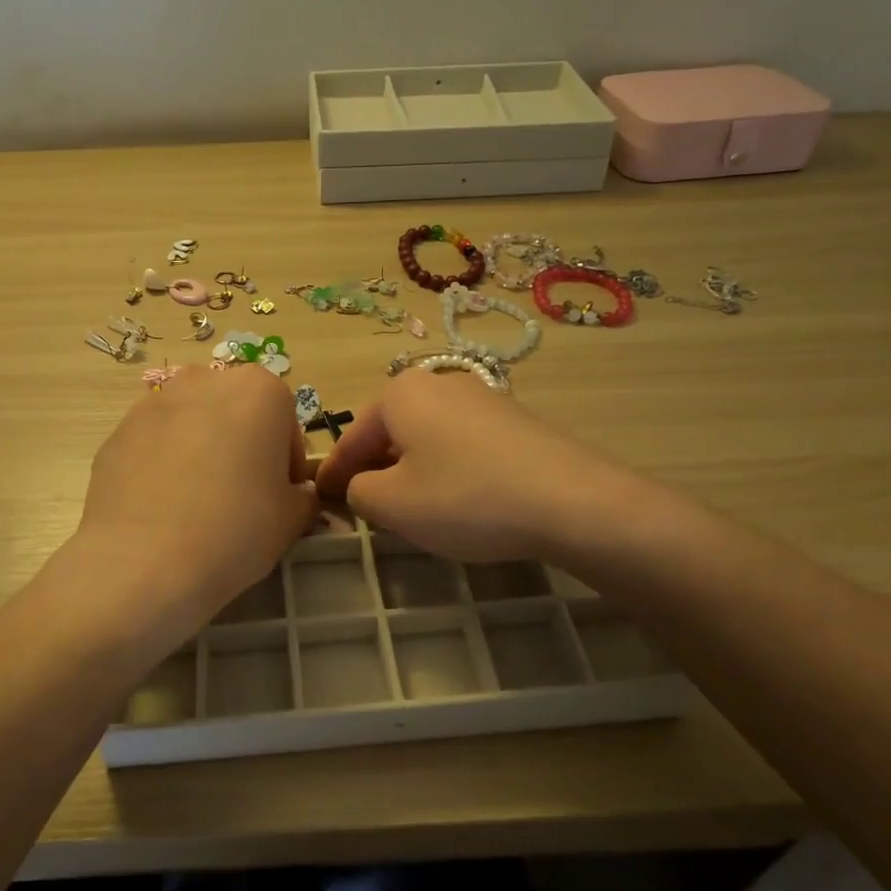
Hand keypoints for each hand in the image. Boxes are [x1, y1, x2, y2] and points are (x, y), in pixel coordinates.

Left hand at [73, 364, 316, 652]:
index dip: (287, 463)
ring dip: (201, 450)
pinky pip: (155, 443)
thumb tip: (294, 495)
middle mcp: (206, 380)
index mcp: (260, 390)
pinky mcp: (118, 430)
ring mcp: (155, 401)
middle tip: (240, 496)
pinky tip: (162, 507)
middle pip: (237, 412)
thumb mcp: (292, 519)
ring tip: (196, 502)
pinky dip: (163, 464)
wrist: (142, 561)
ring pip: (192, 423)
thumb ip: (302, 496)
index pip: (286, 422)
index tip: (280, 497)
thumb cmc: (234, 530)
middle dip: (243, 445)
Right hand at [314, 368, 613, 563]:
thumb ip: (358, 491)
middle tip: (365, 506)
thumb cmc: (465, 498)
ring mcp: (482, 398)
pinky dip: (448, 469)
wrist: (572, 500)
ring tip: (412, 507)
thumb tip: (362, 485)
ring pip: (427, 438)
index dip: (333, 472)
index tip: (319, 496)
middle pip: (391, 432)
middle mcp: (440, 383)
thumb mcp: (393, 504)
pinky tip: (460, 499)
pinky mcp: (515, 421)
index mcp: (402, 393)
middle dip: (374, 467)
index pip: (352, 436)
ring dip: (411, 469)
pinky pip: (462, 444)